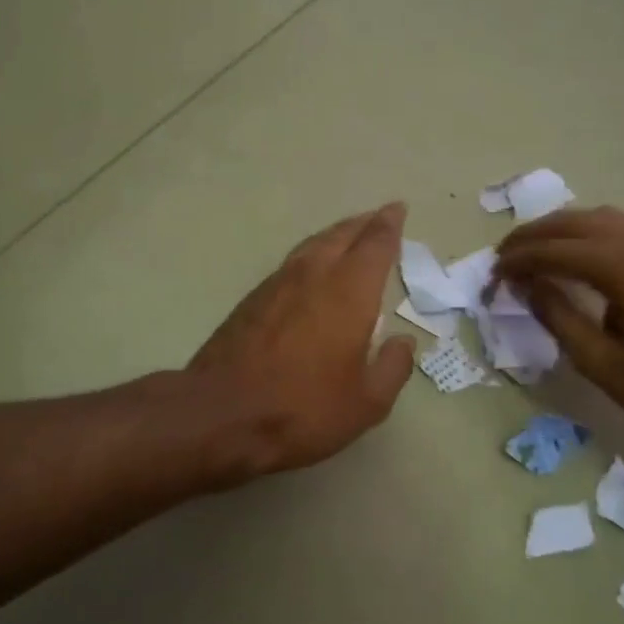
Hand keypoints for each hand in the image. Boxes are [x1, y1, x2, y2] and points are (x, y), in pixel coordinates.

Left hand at [188, 204, 416, 479]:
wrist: (221, 414)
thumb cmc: (303, 409)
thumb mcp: (366, 403)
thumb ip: (392, 368)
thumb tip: (403, 342)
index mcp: (348, 292)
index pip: (374, 245)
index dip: (388, 225)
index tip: (397, 209)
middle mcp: (313, 276)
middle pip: (341, 236)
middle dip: (362, 224)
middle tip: (378, 217)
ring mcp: (276, 285)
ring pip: (311, 246)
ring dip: (334, 236)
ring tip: (347, 236)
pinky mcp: (250, 300)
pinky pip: (290, 264)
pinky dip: (309, 256)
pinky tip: (309, 270)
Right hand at [494, 207, 623, 447]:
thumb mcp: (603, 363)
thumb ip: (559, 317)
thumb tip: (527, 285)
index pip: (556, 250)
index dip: (519, 259)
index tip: (493, 273)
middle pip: (575, 222)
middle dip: (534, 235)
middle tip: (504, 256)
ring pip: (599, 218)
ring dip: (560, 229)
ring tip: (532, 250)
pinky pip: (620, 226)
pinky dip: (587, 232)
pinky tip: (575, 252)